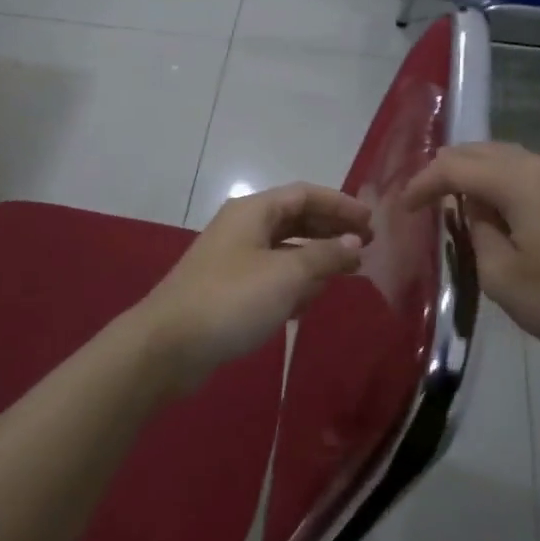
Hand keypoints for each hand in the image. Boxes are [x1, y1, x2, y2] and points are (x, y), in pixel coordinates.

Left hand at [136, 183, 372, 388]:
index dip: (340, 204)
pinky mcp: (228, 290)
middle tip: (366, 247)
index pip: (305, 194)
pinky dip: (294, 283)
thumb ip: (325, 255)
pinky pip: (270, 277)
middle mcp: (243, 228)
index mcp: (254, 212)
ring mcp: (233, 260)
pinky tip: (310, 301)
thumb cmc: (232, 299)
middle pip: (295, 219)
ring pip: (284, 250)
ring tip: (347, 273)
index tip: (371, 222)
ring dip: (315, 259)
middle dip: (331, 231)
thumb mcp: (286, 275)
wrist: (168, 346)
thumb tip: (353, 241)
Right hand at [401, 142, 539, 367]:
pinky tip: (497, 210)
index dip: (423, 183)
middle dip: (447, 169)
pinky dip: (502, 182)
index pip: (455, 166)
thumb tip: (473, 209)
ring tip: (454, 201)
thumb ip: (477, 233)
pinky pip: (530, 173)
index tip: (403, 208)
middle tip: (423, 197)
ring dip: (476, 174)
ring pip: (508, 158)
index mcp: (521, 181)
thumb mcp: (503, 277)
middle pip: (482, 150)